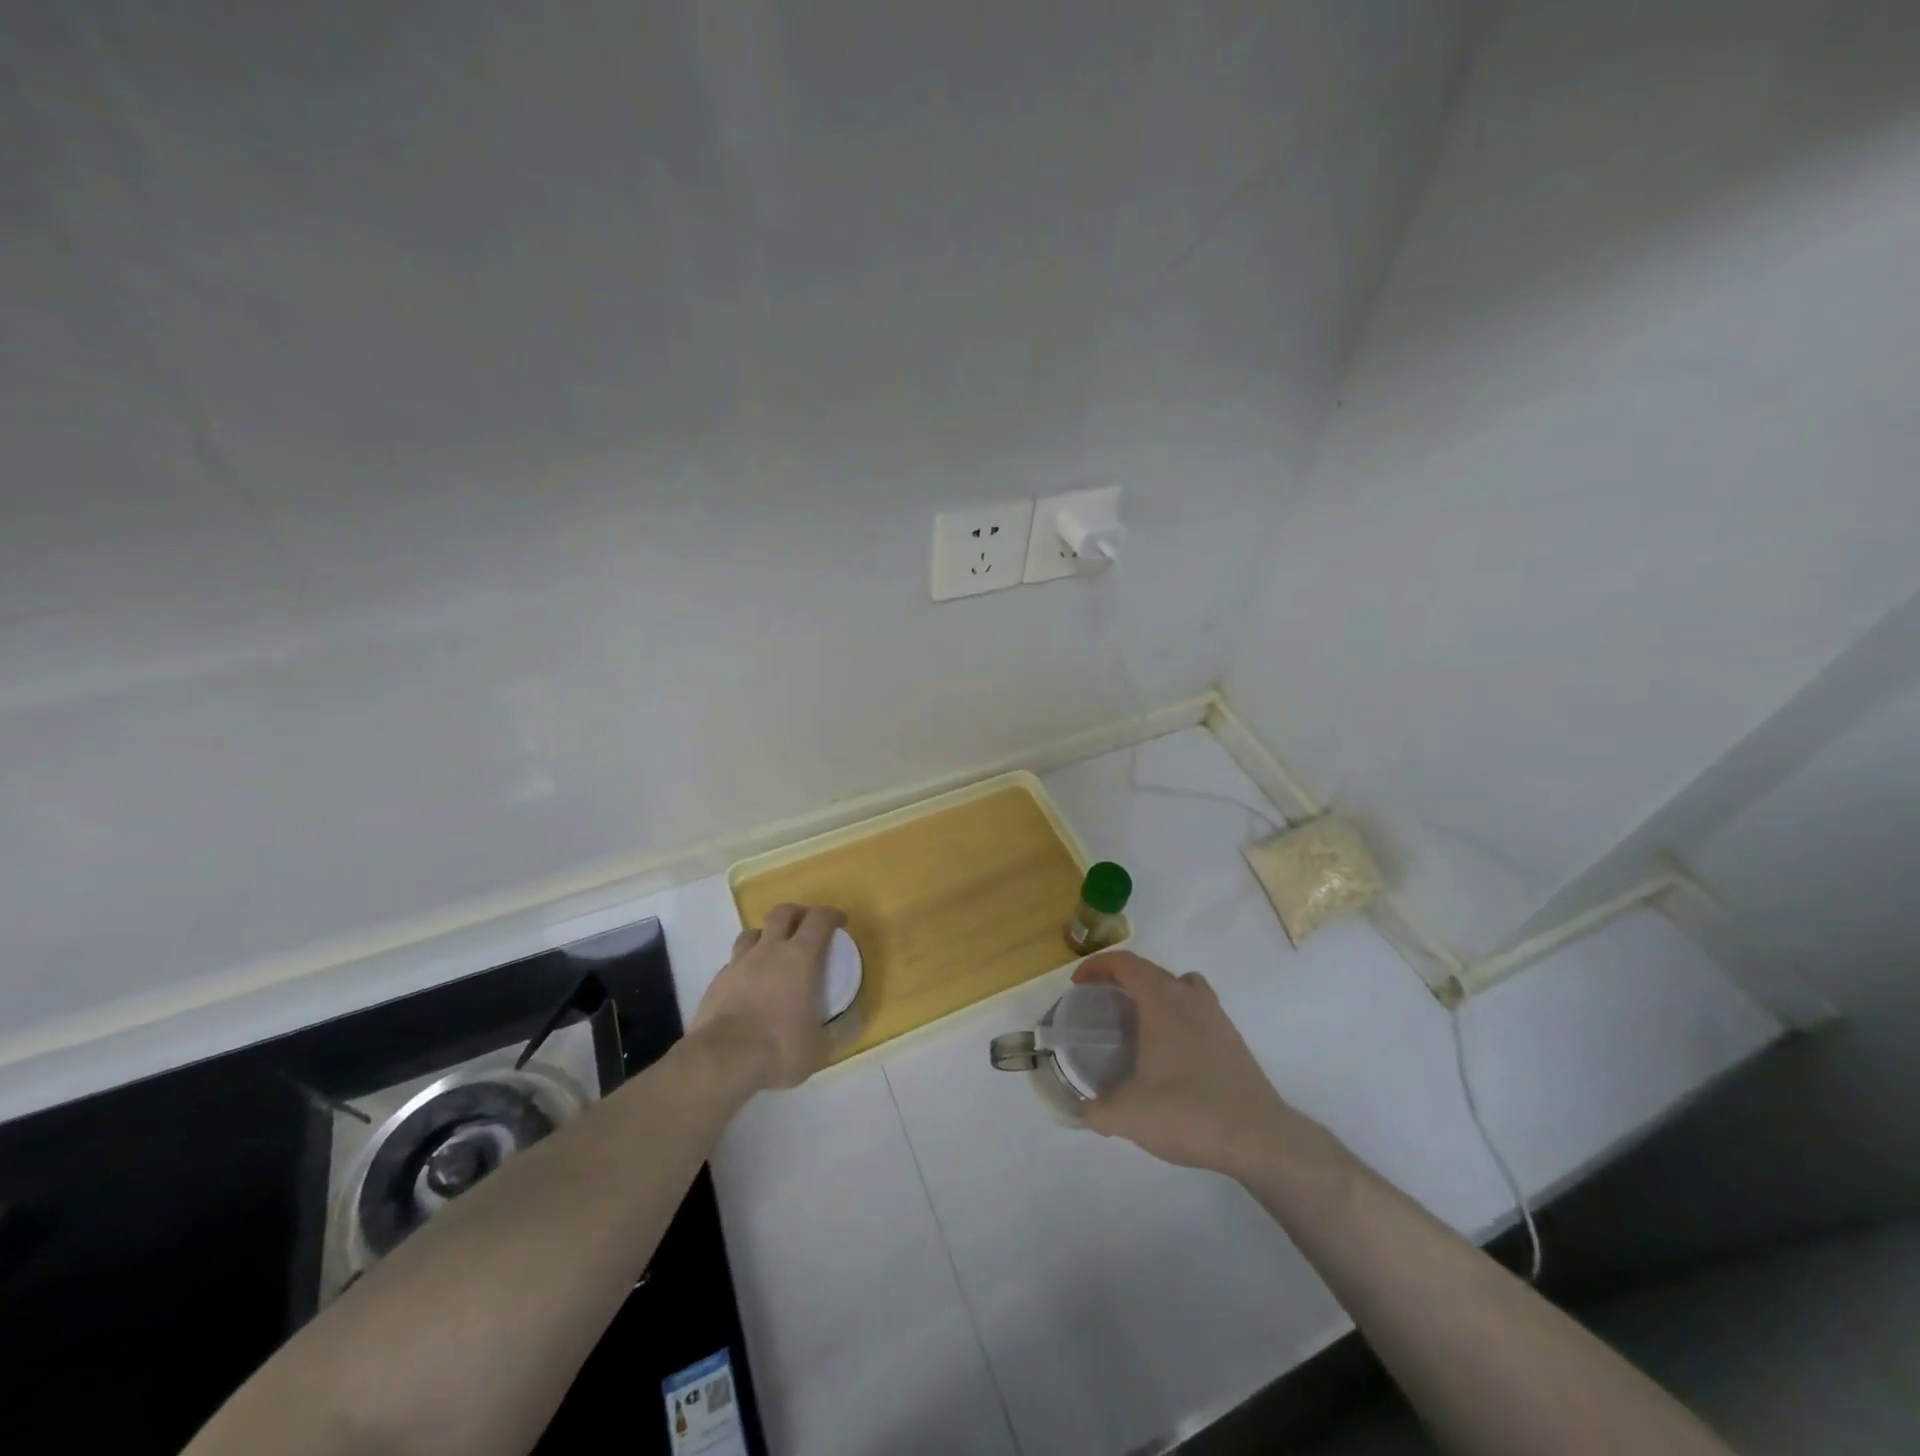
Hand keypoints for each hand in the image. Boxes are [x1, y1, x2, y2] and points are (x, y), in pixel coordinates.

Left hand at [692, 903, 844, 1091]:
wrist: (721, 1061)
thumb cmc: (778, 1048)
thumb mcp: (818, 1048)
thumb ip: (830, 1033)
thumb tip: (840, 1029)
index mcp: (800, 958)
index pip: (819, 919)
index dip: (831, 915)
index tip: (839, 922)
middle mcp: (769, 951)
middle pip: (782, 913)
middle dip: (797, 914)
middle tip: (805, 928)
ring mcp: (738, 964)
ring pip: (752, 933)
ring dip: (766, 936)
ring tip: (772, 953)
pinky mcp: (716, 982)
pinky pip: (734, 962)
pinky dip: (745, 966)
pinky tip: (748, 985)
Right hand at [1072, 951, 1308, 1178]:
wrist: (1259, 1138)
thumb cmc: (1188, 1112)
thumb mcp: (1127, 1116)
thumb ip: (1094, 1109)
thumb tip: (1076, 1109)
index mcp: (1162, 1001)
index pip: (1125, 963)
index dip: (1097, 966)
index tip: (1079, 985)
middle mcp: (1190, 998)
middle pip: (1151, 970)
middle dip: (1122, 979)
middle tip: (1101, 1003)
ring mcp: (1216, 1017)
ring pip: (1181, 986)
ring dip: (1156, 992)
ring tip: (1139, 1021)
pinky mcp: (1233, 1040)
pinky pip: (1198, 1010)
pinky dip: (1179, 1015)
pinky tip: (1171, 1052)